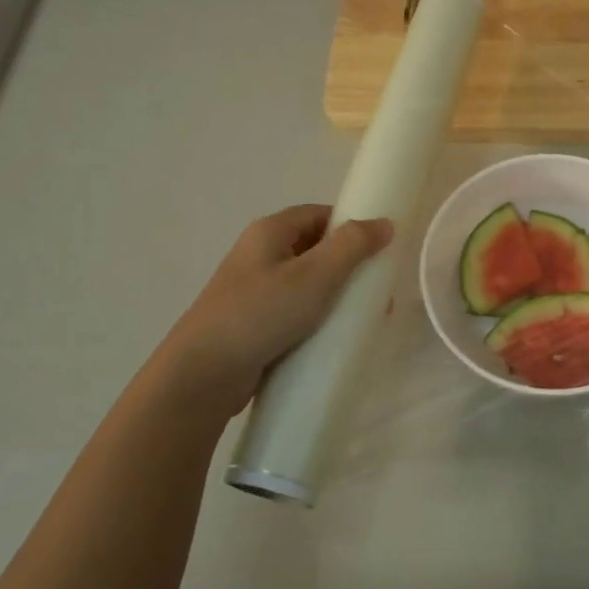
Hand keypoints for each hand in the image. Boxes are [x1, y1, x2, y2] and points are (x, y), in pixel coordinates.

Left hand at [149, 205, 392, 410]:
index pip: (319, 214)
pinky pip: (296, 311)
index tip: (380, 249)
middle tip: (377, 288)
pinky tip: (335, 336)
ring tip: (363, 316)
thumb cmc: (261, 314)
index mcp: (269, 232)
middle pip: (315, 248)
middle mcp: (259, 255)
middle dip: (349, 265)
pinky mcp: (255, 323)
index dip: (351, 225)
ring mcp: (254, 291)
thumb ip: (352, 246)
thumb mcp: (315, 275)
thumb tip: (385, 223)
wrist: (203, 374)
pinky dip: (318, 318)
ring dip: (336, 295)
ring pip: (307, 283)